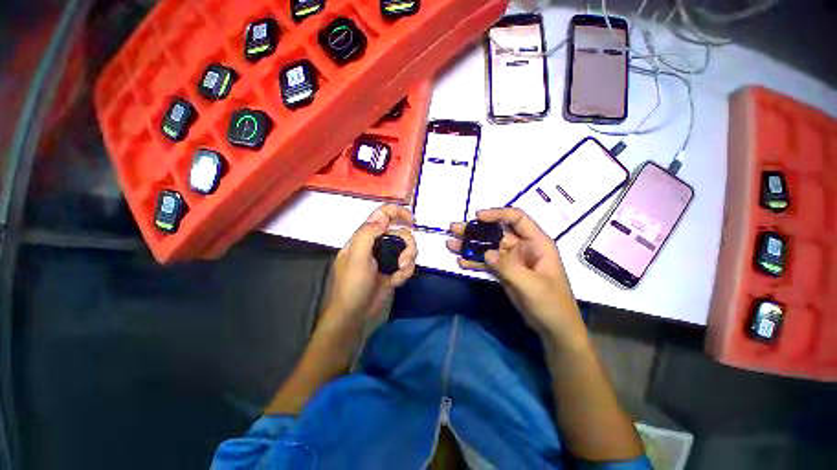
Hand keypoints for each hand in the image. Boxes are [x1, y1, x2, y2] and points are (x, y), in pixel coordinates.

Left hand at [321, 205, 416, 335]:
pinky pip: (408, 264)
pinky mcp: (394, 270)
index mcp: (364, 237)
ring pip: (407, 248)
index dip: (397, 212)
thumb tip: (383, 216)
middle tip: (404, 259)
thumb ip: (368, 233)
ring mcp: (386, 258)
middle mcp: (377, 244)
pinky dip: (405, 272)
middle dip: (407, 244)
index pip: (381, 215)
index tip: (411, 221)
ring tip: (400, 272)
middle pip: (400, 232)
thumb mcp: (357, 257)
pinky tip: (396, 281)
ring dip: (408, 259)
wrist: (356, 316)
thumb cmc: (352, 286)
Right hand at [446, 208, 584, 344]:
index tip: (478, 216)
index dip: (498, 214)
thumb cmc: (551, 304)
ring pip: (488, 247)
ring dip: (470, 245)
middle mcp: (522, 247)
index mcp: (536, 243)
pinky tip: (461, 262)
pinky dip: (474, 262)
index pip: (517, 219)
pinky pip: (486, 263)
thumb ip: (509, 268)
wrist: (553, 328)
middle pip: (496, 232)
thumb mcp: (532, 285)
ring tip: (450, 243)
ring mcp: (511, 260)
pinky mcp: (503, 271)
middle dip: (475, 229)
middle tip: (454, 228)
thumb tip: (486, 253)